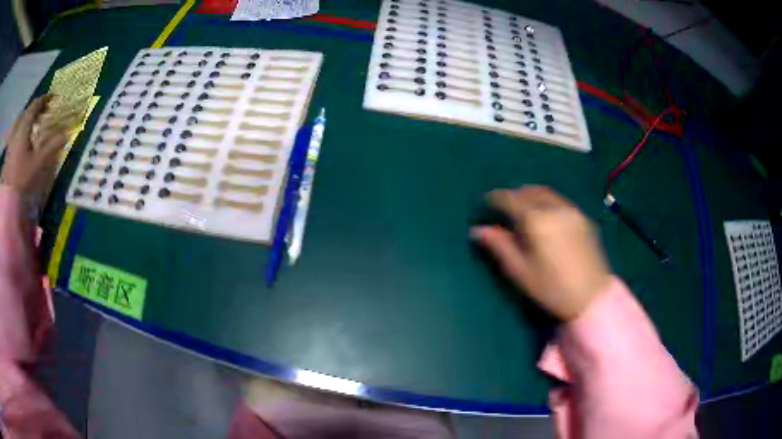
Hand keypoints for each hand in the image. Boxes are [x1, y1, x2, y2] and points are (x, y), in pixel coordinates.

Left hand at [1, 95, 67, 196]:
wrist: (7, 199)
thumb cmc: (22, 177)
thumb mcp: (38, 163)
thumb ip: (51, 146)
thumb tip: (67, 134)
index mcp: (25, 124)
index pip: (36, 104)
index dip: (45, 99)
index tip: (52, 98)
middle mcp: (18, 127)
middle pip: (27, 111)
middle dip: (35, 110)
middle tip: (43, 112)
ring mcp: (12, 139)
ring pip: (21, 122)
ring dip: (27, 120)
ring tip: (33, 126)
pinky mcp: (8, 151)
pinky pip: (16, 133)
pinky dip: (21, 131)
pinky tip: (23, 140)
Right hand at [471, 186, 610, 320]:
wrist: (592, 297)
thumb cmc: (552, 288)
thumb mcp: (520, 271)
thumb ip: (499, 246)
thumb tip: (477, 230)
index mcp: (536, 220)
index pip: (510, 199)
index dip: (495, 198)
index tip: (486, 203)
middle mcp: (554, 208)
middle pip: (528, 191)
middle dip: (513, 195)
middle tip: (503, 208)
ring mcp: (572, 211)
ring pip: (546, 193)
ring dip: (530, 195)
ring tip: (523, 209)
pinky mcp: (583, 218)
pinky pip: (559, 200)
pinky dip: (546, 201)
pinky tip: (545, 216)